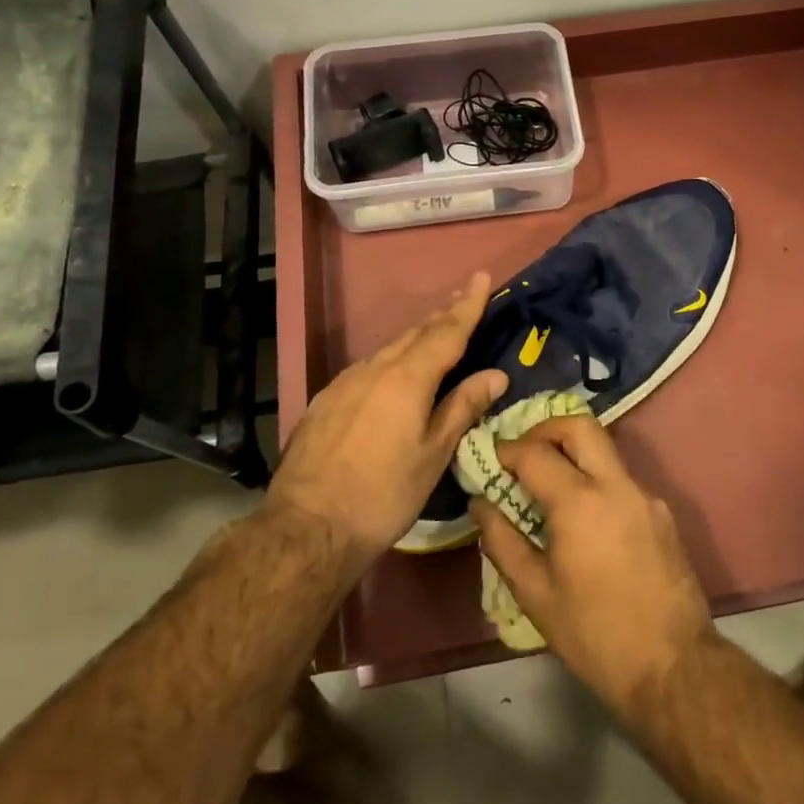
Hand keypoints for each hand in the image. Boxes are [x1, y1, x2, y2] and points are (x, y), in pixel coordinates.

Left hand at [268, 273, 507, 566]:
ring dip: (416, 338)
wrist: (307, 526)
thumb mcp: (433, 454)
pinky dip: (390, 362)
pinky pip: (367, 369)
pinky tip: (393, 376)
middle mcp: (374, 369)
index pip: (446, 331)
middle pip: (415, 334)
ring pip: (388, 350)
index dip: (467, 305)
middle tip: (464, 299)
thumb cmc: (384, 493)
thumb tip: (495, 374)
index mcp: (407, 378)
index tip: (481, 277)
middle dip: (442, 315)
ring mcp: (344, 383)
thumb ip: (462, 407)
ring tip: (435, 335)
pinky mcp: (325, 401)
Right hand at [471, 417, 713, 710]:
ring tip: (548, 488)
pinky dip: (596, 481)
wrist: (672, 664)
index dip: (506, 449)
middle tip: (522, 454)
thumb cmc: (593, 633)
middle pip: (580, 427)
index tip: (490, 457)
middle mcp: (617, 485)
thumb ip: (502, 541)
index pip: (535, 453)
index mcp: (580, 502)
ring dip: (573, 454)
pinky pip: (622, 481)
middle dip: (545, 429)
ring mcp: (646, 496)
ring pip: (605, 451)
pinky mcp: (663, 514)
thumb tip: (481, 504)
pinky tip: (583, 519)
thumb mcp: (535, 593)